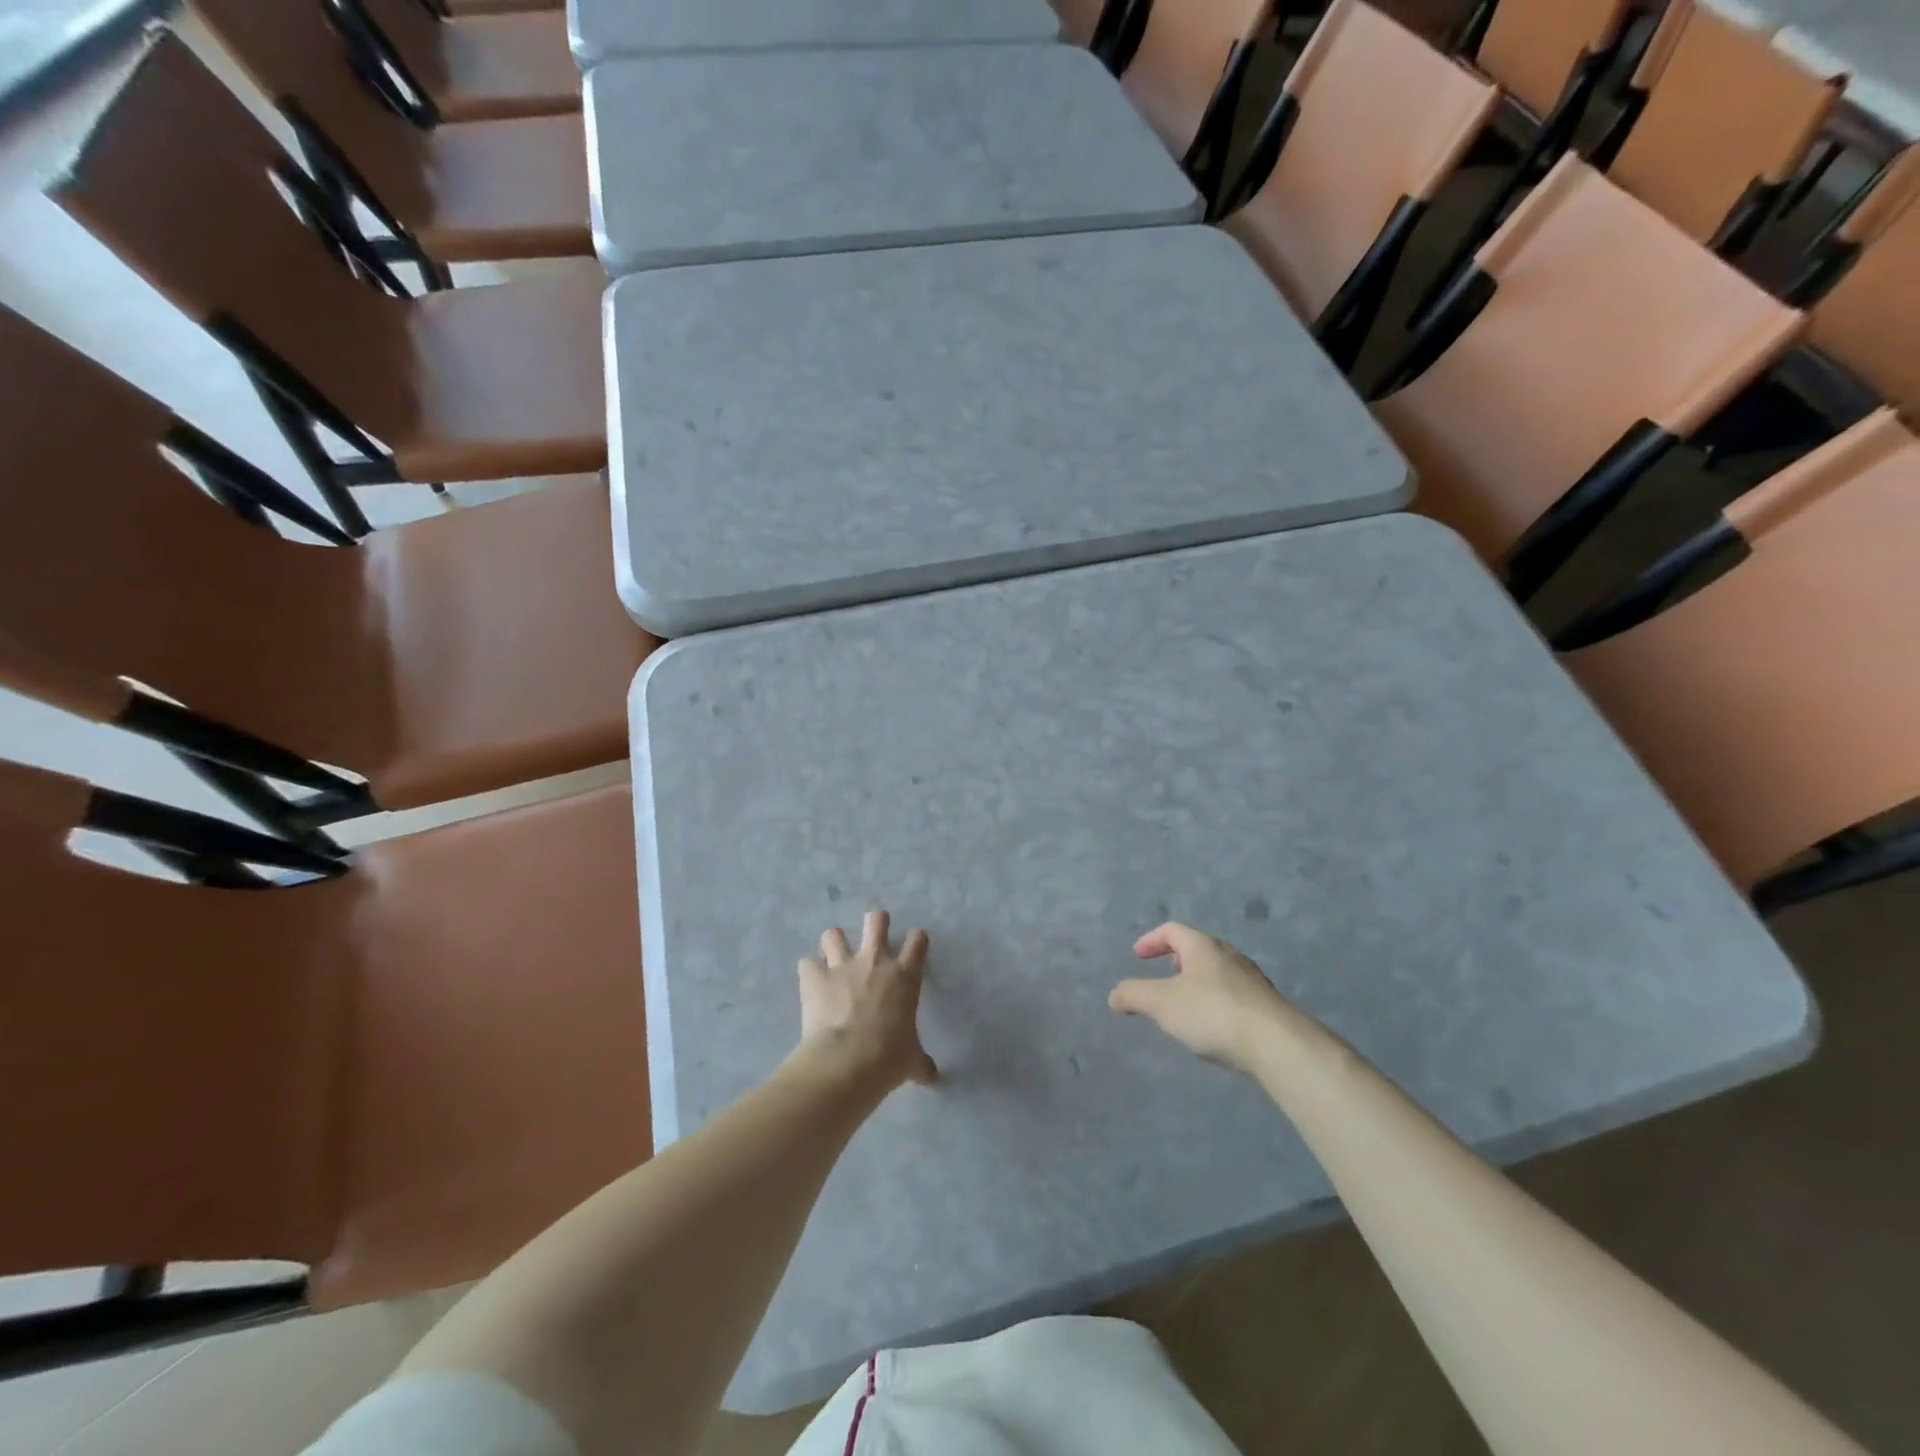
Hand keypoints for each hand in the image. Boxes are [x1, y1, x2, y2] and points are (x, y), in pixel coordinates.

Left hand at [797, 909, 938, 1091]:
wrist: (847, 1062)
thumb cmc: (888, 1059)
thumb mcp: (911, 1061)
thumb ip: (921, 1063)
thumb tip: (933, 1078)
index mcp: (905, 976)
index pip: (917, 942)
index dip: (916, 940)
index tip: (914, 946)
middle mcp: (875, 961)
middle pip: (876, 921)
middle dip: (875, 922)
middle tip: (873, 934)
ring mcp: (842, 965)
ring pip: (834, 934)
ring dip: (834, 943)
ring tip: (833, 956)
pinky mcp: (815, 977)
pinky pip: (807, 964)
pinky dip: (809, 972)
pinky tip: (810, 983)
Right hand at [1109, 922, 1287, 1075]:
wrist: (1277, 1044)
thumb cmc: (1212, 1013)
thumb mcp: (1162, 1003)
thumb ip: (1134, 995)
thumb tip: (1114, 995)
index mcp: (1203, 946)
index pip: (1173, 930)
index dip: (1151, 940)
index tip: (1138, 956)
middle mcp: (1230, 956)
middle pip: (1199, 948)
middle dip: (1178, 958)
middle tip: (1164, 973)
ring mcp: (1252, 980)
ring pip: (1218, 971)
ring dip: (1198, 981)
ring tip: (1186, 1003)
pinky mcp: (1266, 1006)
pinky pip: (1234, 994)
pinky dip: (1216, 1001)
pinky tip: (1212, 1026)